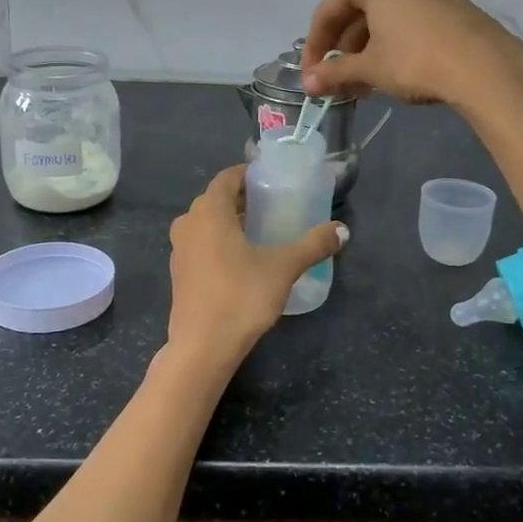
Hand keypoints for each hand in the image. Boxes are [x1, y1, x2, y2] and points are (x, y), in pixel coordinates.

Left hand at [163, 165, 346, 376]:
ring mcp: (179, 249)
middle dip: (242, 199)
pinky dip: (218, 242)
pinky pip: (200, 245)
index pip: (227, 177)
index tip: (271, 180)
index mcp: (209, 211)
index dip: (248, 174)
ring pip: (206, 223)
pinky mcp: (179, 273)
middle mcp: (188, 223)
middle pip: (216, 200)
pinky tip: (241, 260)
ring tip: (260, 232)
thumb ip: (313, 245)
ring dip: (229, 222)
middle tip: (272, 205)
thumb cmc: (241, 296)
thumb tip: (342, 230)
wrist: (203, 347)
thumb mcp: (283, 267)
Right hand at [300, 0, 522, 110]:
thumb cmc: (414, 59)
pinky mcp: (447, 1)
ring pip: (381, 17)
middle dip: (342, 49)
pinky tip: (388, 74)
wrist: (485, 67)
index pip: (328, 10)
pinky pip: (405, 19)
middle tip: (336, 81)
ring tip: (361, 84)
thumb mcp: (369, 67)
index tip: (310, 75)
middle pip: (356, 11)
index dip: (315, 46)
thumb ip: (334, 73)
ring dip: (365, 50)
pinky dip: (390, 44)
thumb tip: (307, 84)